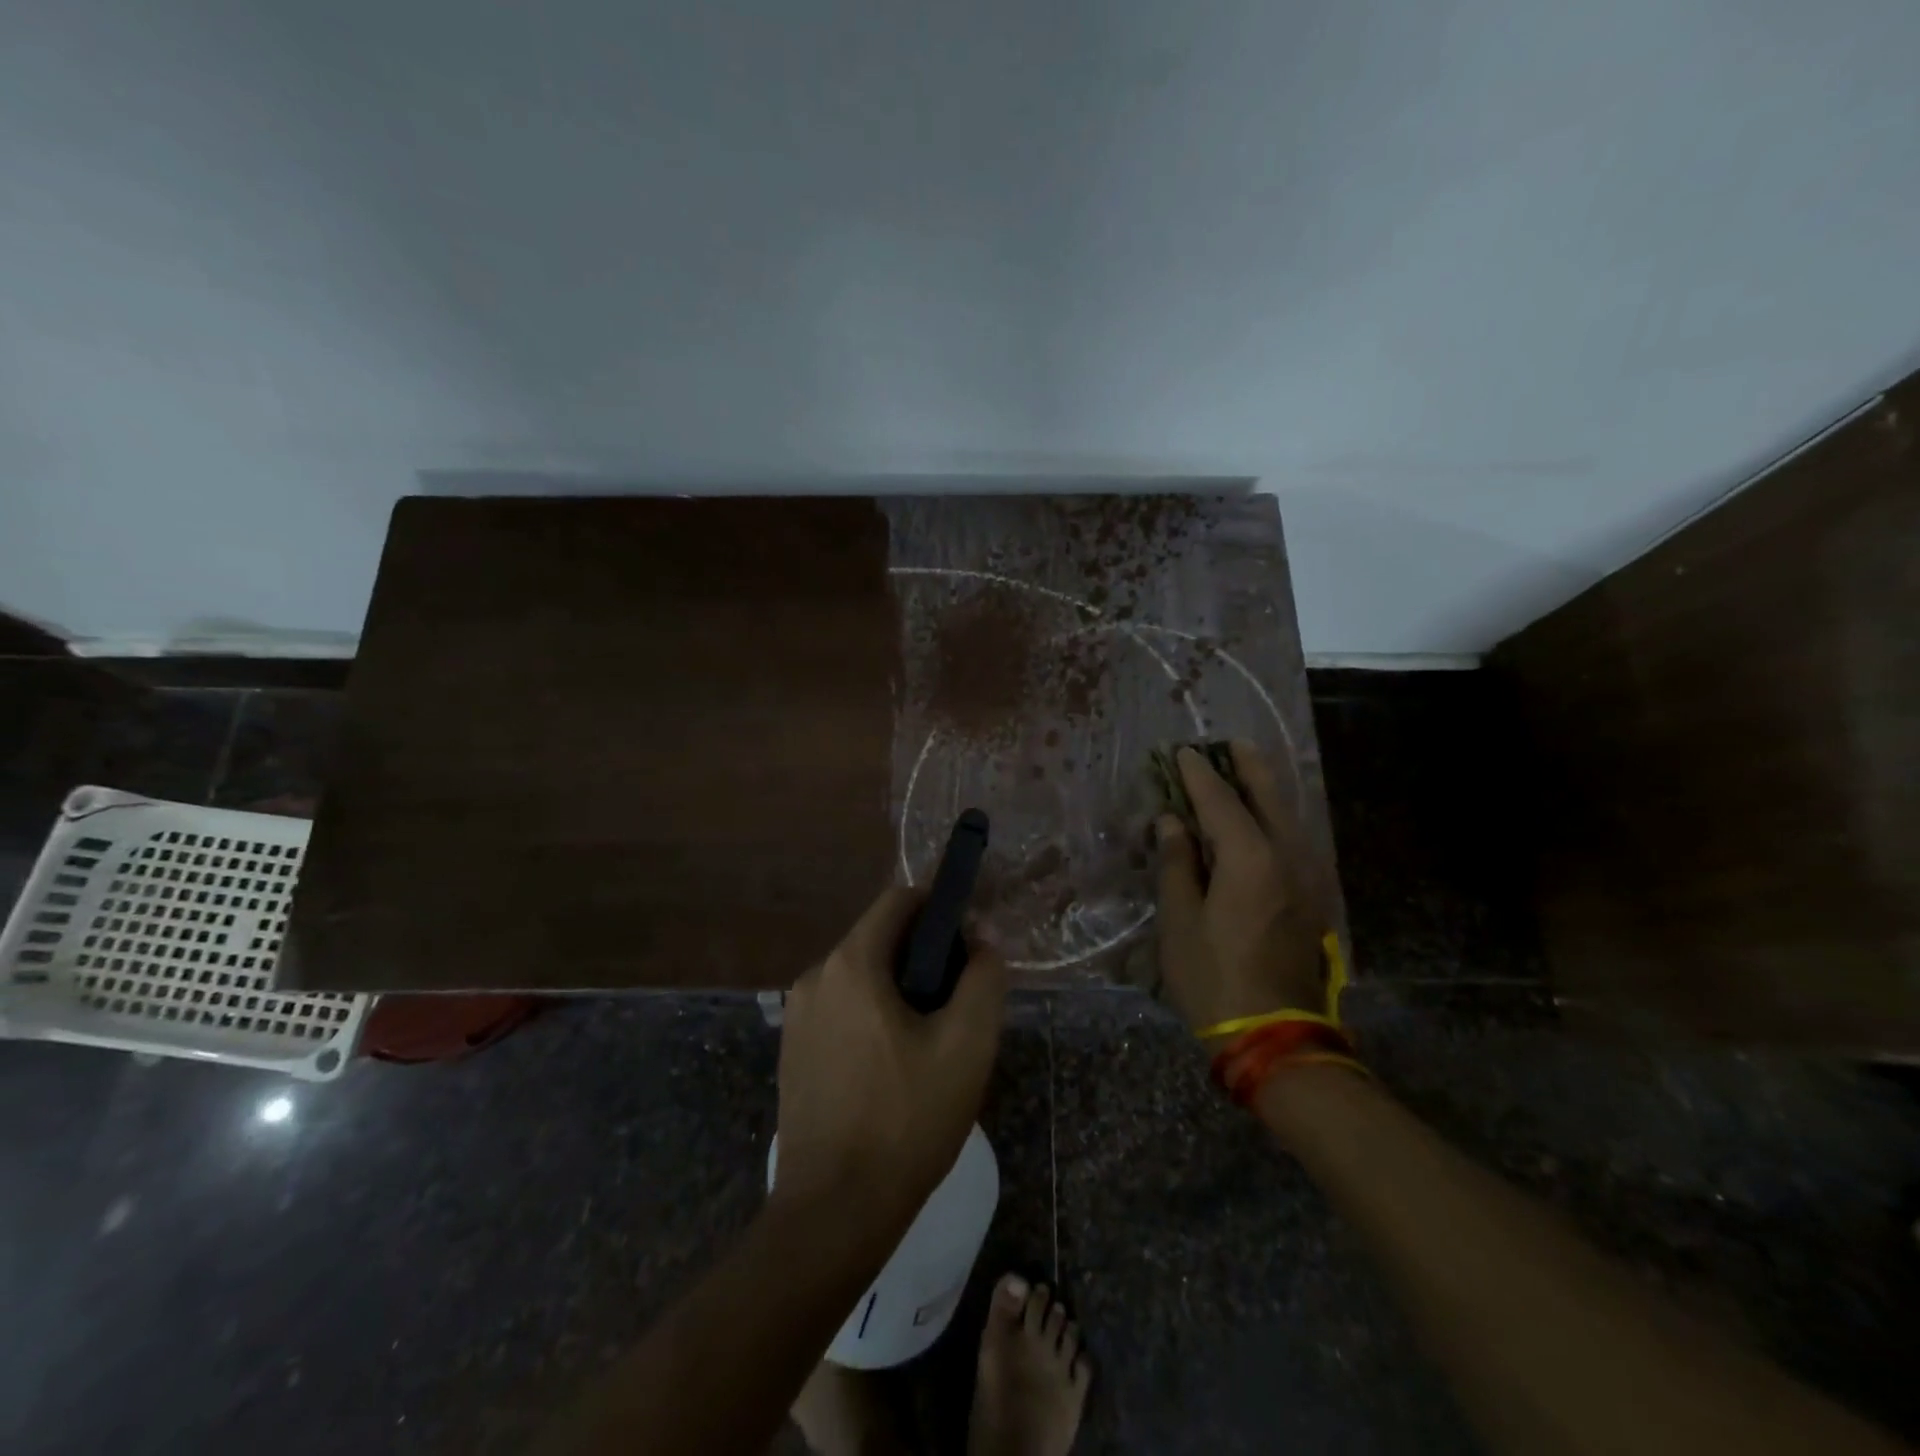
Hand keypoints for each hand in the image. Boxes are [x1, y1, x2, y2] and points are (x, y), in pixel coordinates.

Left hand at [774, 887, 1008, 1231]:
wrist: (834, 1212)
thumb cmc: (907, 1120)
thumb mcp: (967, 1045)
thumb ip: (983, 978)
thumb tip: (982, 937)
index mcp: (851, 963)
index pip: (899, 900)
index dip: (940, 910)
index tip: (969, 947)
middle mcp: (815, 977)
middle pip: (880, 938)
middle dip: (924, 957)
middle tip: (957, 1004)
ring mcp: (797, 1016)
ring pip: (861, 976)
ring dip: (899, 990)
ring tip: (931, 1042)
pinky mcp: (793, 1050)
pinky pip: (842, 1009)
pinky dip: (872, 1017)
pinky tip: (894, 1068)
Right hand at [1155, 741, 1331, 1031]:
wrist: (1275, 1036)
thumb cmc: (1214, 977)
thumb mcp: (1180, 921)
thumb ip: (1177, 863)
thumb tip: (1172, 822)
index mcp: (1249, 858)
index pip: (1219, 800)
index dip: (1198, 774)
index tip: (1182, 752)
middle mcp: (1287, 856)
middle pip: (1268, 796)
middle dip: (1248, 767)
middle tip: (1231, 743)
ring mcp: (1308, 877)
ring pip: (1289, 816)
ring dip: (1266, 789)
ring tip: (1247, 769)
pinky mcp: (1313, 898)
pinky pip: (1295, 839)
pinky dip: (1276, 817)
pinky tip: (1263, 819)